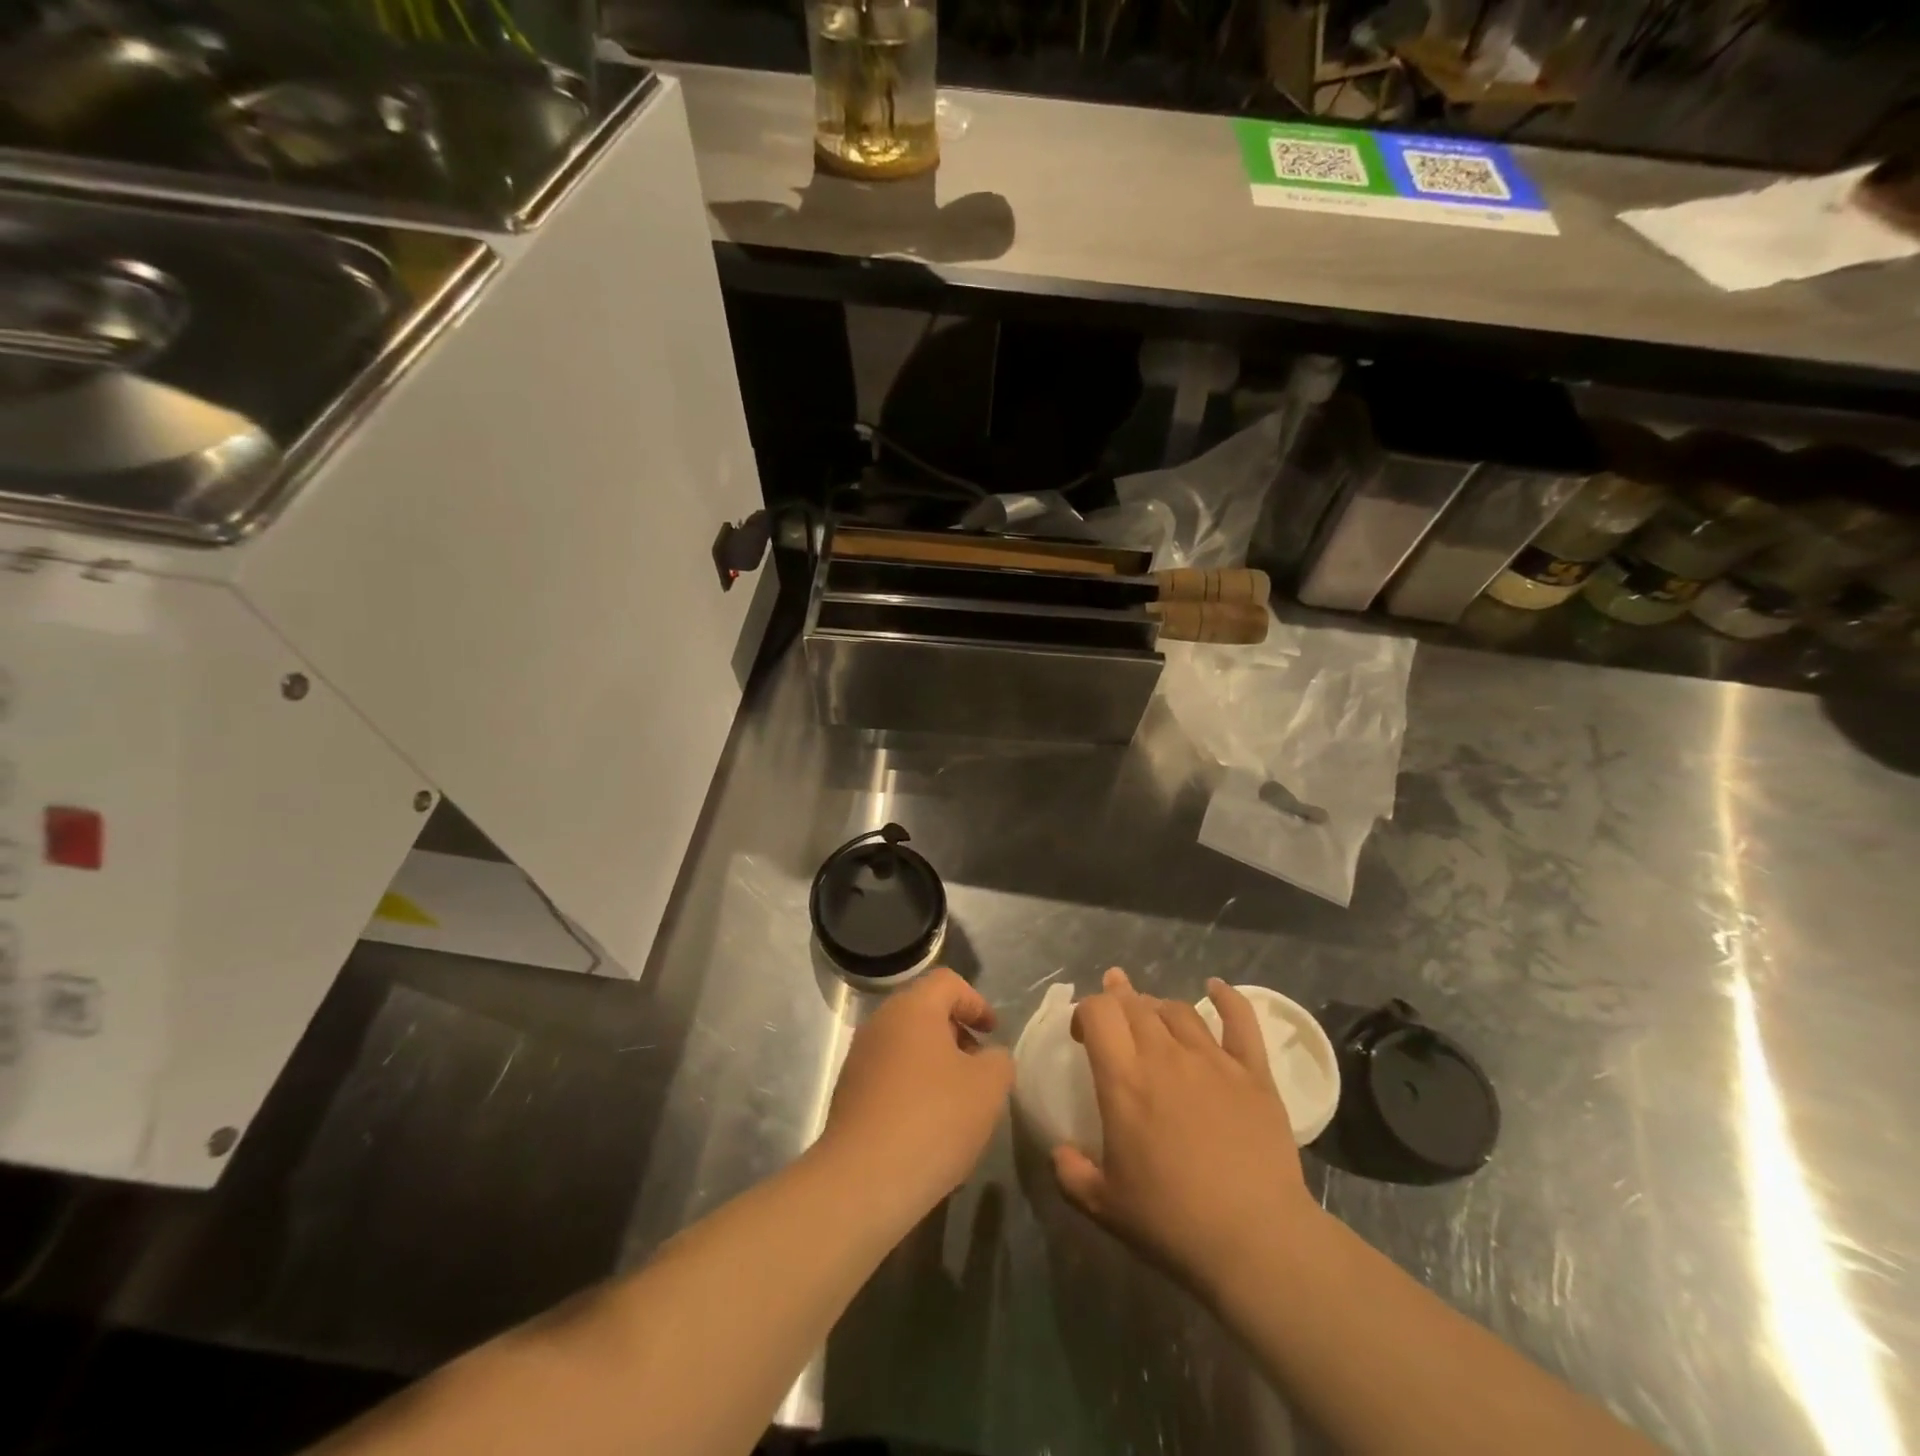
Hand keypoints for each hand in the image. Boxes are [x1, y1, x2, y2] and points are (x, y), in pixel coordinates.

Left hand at [817, 968, 1013, 1217]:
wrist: (863, 1180)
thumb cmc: (933, 1119)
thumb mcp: (988, 1087)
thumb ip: (998, 1061)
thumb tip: (988, 1058)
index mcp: (912, 1008)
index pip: (948, 983)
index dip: (976, 1002)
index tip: (993, 1033)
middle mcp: (880, 1023)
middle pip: (925, 1013)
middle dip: (956, 1036)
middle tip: (978, 1069)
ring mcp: (859, 1059)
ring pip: (907, 1047)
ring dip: (935, 1065)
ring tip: (958, 1105)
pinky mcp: (848, 1095)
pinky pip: (890, 1078)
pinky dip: (913, 1090)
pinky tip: (928, 1129)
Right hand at [1052, 969, 1323, 1296]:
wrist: (1256, 1242)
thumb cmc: (1172, 1223)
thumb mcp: (1104, 1207)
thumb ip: (1072, 1174)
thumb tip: (1059, 1152)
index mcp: (1124, 1080)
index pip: (1098, 1013)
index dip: (1085, 1012)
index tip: (1083, 1036)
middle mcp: (1165, 1056)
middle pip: (1136, 1004)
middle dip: (1118, 1001)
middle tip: (1113, 1017)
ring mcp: (1213, 1060)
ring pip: (1178, 1009)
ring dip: (1158, 1007)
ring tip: (1152, 1017)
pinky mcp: (1253, 1073)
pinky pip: (1240, 1020)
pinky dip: (1227, 999)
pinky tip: (1215, 987)